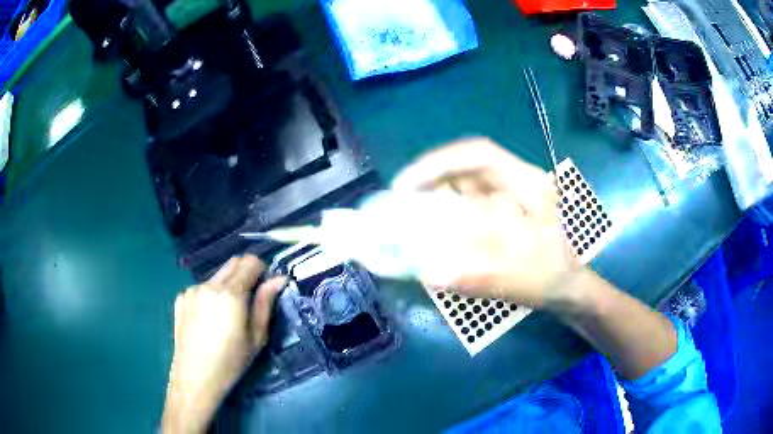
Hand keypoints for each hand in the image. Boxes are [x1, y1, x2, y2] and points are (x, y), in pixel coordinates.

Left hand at [162, 255, 284, 433]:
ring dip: (227, 286)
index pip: (250, 262)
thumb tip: (279, 279)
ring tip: (226, 316)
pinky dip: (210, 296)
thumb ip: (266, 304)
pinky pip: (201, 288)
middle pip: (233, 263)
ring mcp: (192, 290)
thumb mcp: (256, 337)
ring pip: (217, 277)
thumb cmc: (231, 362)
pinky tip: (207, 320)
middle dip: (246, 274)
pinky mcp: (181, 298)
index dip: (262, 271)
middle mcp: (209, 284)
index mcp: (230, 293)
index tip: (265, 290)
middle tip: (250, 301)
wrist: (195, 378)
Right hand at [392, 138, 577, 306]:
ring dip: (431, 192)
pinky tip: (428, 224)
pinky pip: (463, 199)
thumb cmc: (551, 277)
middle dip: (427, 177)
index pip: (480, 155)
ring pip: (461, 181)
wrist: (564, 285)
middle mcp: (514, 181)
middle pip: (464, 165)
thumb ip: (480, 276)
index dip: (439, 163)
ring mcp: (505, 193)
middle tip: (397, 199)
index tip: (406, 185)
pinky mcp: (496, 208)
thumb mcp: (522, 278)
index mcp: (527, 185)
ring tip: (405, 211)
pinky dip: (441, 207)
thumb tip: (431, 273)